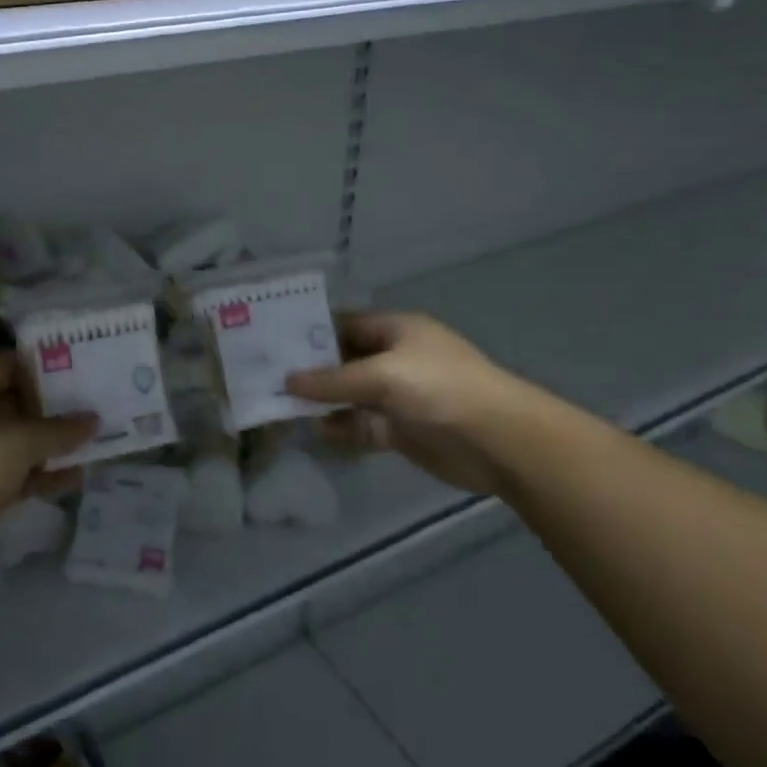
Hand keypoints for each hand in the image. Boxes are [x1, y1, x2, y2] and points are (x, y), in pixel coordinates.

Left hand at [0, 355, 95, 585]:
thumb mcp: (21, 439)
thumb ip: (60, 429)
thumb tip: (93, 419)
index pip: (11, 363)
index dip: (47, 366)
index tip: (85, 373)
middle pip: (15, 402)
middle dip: (54, 409)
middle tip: (97, 408)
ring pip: (15, 441)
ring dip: (50, 445)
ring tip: (94, 445)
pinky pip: (11, 474)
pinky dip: (38, 475)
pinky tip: (73, 479)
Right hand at [286, 313, 542, 496]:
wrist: (498, 441)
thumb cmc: (440, 389)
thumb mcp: (382, 375)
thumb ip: (333, 380)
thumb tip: (287, 381)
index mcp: (396, 331)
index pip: (345, 324)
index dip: (312, 333)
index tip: (275, 343)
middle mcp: (395, 359)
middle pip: (344, 361)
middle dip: (312, 371)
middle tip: (267, 378)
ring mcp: (397, 396)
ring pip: (350, 396)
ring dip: (323, 403)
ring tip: (281, 407)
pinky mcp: (400, 430)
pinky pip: (361, 425)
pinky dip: (341, 428)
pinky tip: (315, 431)